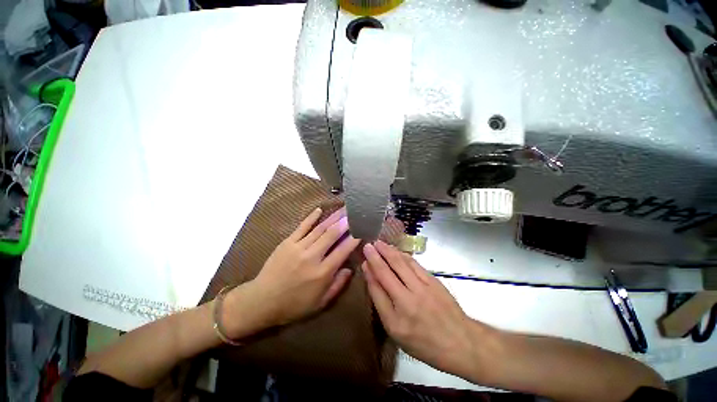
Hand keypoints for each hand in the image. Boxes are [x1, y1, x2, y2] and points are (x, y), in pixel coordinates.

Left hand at [224, 208, 360, 336]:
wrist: (261, 301)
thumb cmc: (294, 305)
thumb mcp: (320, 303)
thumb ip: (337, 285)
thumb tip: (350, 269)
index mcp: (322, 273)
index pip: (343, 250)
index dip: (354, 239)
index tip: (362, 230)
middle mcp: (312, 257)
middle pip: (332, 235)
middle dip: (345, 222)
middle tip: (354, 212)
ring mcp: (298, 247)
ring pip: (319, 229)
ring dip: (333, 217)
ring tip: (343, 208)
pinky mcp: (287, 243)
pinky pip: (302, 227)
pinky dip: (311, 217)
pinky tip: (319, 209)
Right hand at [362, 241, 478, 374]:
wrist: (461, 342)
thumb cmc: (425, 342)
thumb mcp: (397, 333)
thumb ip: (383, 305)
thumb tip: (373, 280)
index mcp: (395, 320)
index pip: (377, 289)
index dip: (369, 272)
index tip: (363, 260)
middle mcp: (407, 301)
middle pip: (387, 272)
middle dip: (375, 256)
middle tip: (368, 245)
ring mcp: (422, 289)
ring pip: (401, 264)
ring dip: (389, 251)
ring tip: (379, 243)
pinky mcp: (433, 281)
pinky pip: (414, 264)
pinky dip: (404, 255)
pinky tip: (397, 251)